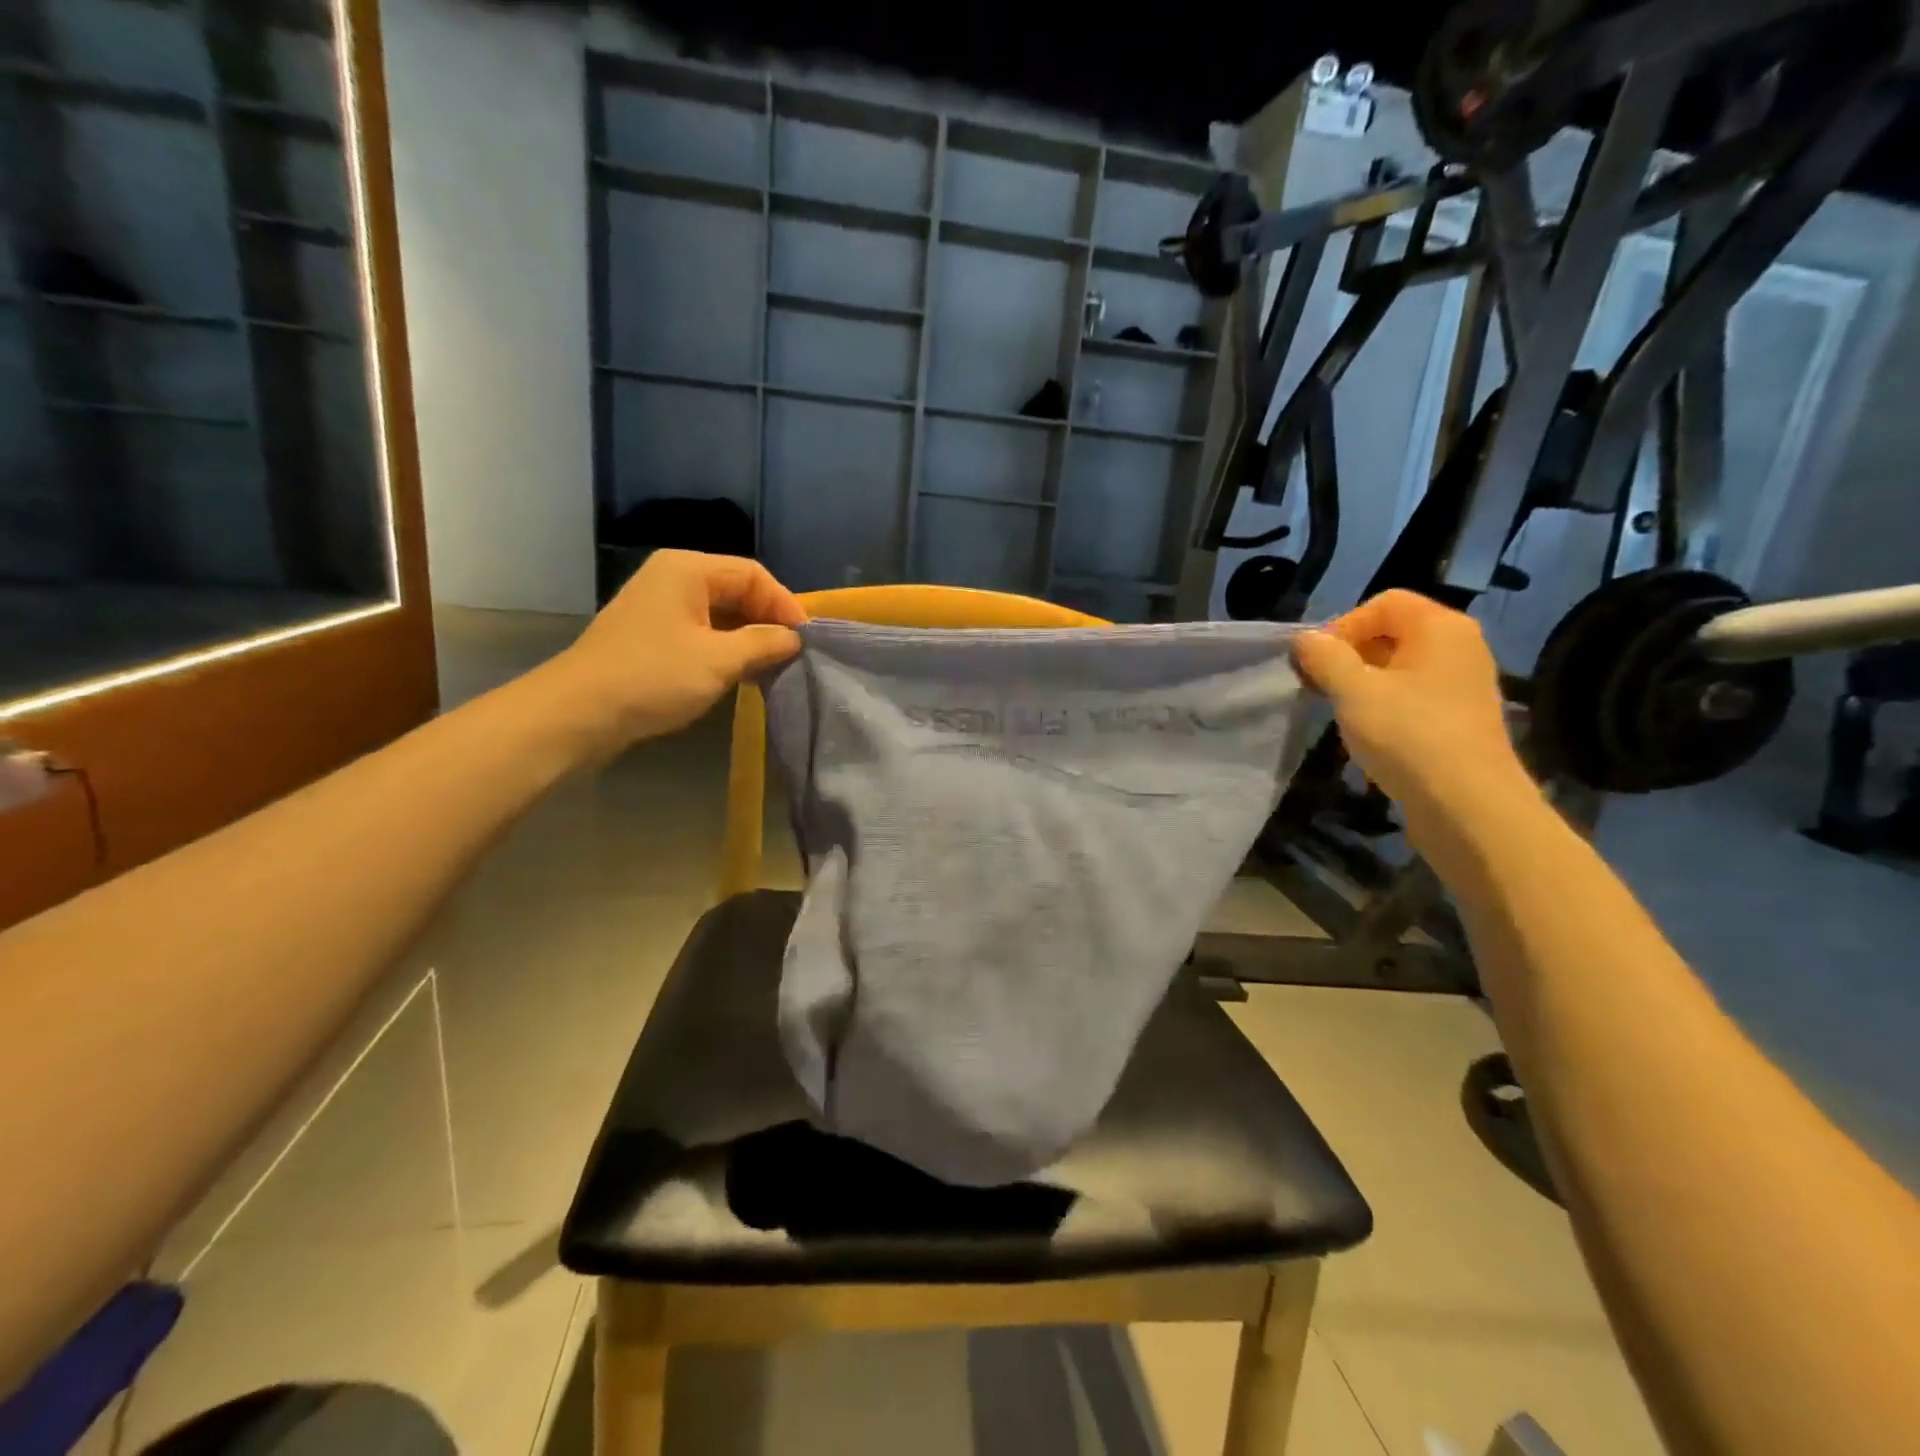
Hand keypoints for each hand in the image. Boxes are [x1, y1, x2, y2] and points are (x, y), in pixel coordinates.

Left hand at [548, 550, 806, 752]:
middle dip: (767, 621)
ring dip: (748, 638)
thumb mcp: (719, 660)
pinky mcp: (651, 634)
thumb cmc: (653, 677)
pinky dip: (725, 648)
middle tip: (792, 655)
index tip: (806, 640)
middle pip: (736, 590)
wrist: (579, 712)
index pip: (753, 575)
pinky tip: (740, 674)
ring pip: (719, 613)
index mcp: (688, 569)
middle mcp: (673, 577)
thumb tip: (793, 639)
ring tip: (772, 667)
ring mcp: (658, 606)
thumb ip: (763, 644)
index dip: (785, 604)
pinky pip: (700, 631)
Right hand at [1293, 591, 1527, 820]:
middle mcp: (1460, 646)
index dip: (1344, 624)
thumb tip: (1305, 639)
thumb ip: (1325, 658)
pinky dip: (1387, 705)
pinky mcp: (1463, 718)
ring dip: (1365, 683)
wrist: (1468, 805)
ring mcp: (1465, 684)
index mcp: (1441, 627)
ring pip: (1403, 667)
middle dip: (1351, 654)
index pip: (1384, 602)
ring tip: (1343, 712)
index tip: (1318, 662)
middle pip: (1394, 632)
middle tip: (1323, 686)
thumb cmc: (1408, 735)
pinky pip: (1416, 695)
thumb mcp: (1353, 691)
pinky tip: (1371, 734)